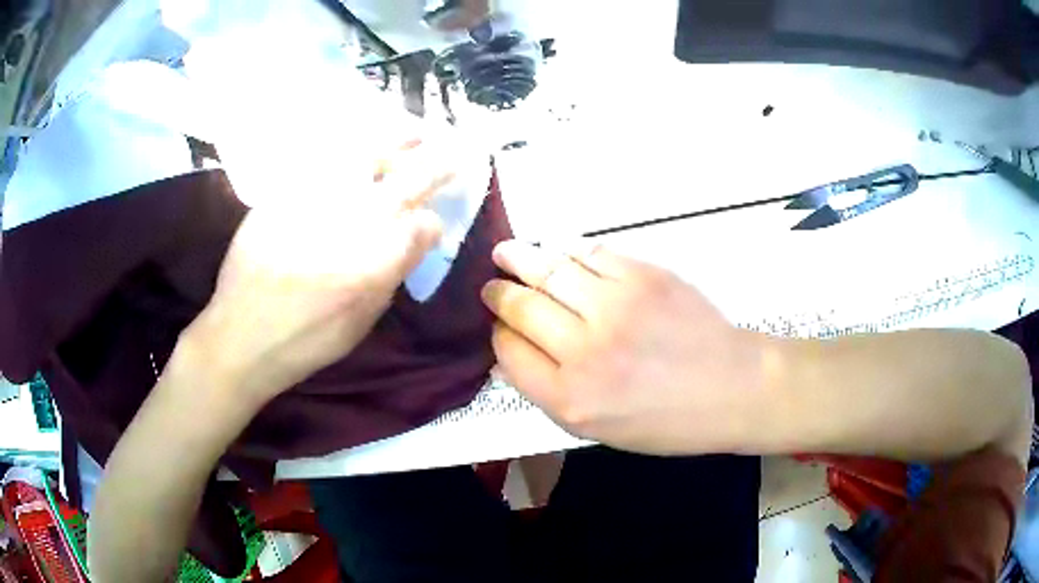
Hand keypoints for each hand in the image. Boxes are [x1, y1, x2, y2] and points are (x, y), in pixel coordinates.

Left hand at [184, 141, 448, 411]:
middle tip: (453, 151)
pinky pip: (324, 160)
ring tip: (413, 132)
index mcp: (376, 262)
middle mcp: (352, 223)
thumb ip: (391, 275)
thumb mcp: (361, 322)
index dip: (434, 221)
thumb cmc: (306, 340)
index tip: (433, 222)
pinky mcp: (286, 193)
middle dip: (437, 165)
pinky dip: (348, 149)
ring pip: (366, 158)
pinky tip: (358, 146)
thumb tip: (413, 240)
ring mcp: (317, 200)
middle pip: (407, 181)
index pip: (424, 226)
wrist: (241, 334)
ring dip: (397, 143)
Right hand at [482, 241, 766, 454]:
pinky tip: (554, 250)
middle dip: (498, 294)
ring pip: (549, 271)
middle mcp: (585, 350)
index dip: (499, 335)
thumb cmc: (666, 420)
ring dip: (519, 259)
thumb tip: (509, 355)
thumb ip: (548, 394)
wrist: (731, 387)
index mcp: (570, 398)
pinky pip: (589, 253)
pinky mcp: (643, 275)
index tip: (500, 327)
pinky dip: (565, 250)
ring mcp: (615, 306)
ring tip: (505, 254)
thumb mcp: (598, 430)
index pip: (510, 351)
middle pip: (522, 307)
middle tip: (492, 286)